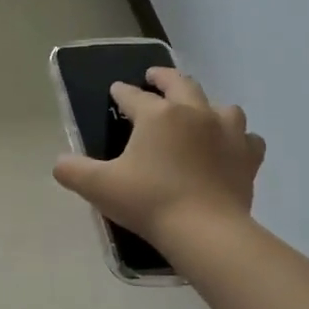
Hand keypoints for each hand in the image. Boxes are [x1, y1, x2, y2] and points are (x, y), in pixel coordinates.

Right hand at [52, 68, 264, 249]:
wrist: (204, 230)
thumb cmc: (148, 201)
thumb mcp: (99, 187)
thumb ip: (73, 171)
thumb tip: (60, 163)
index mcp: (158, 115)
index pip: (134, 97)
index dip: (122, 93)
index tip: (115, 90)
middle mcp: (195, 113)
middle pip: (181, 84)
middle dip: (164, 78)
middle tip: (154, 77)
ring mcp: (227, 132)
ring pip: (221, 106)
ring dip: (206, 106)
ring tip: (198, 114)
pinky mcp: (247, 156)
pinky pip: (247, 138)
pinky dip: (237, 139)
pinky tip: (230, 147)